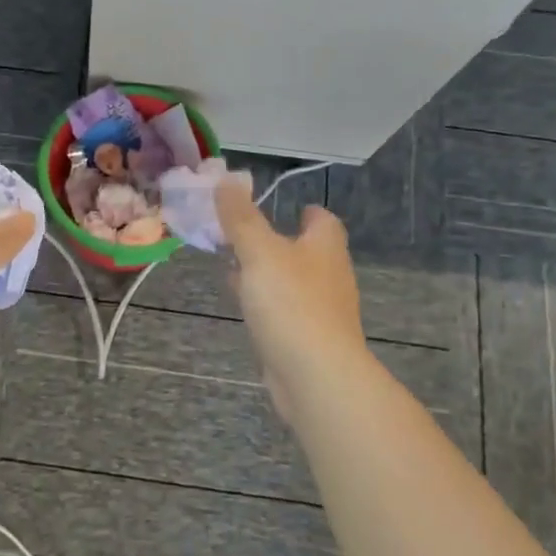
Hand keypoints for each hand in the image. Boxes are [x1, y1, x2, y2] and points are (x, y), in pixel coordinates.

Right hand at [216, 179, 374, 421]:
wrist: (316, 376)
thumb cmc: (291, 304)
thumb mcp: (259, 252)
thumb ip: (241, 217)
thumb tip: (225, 179)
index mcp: (325, 248)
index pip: (322, 220)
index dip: (304, 211)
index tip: (280, 207)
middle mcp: (329, 276)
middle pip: (306, 251)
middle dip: (278, 242)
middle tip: (242, 235)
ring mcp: (321, 311)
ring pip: (292, 282)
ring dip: (267, 273)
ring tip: (233, 268)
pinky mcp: (308, 339)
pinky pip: (285, 312)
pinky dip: (266, 303)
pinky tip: (244, 306)